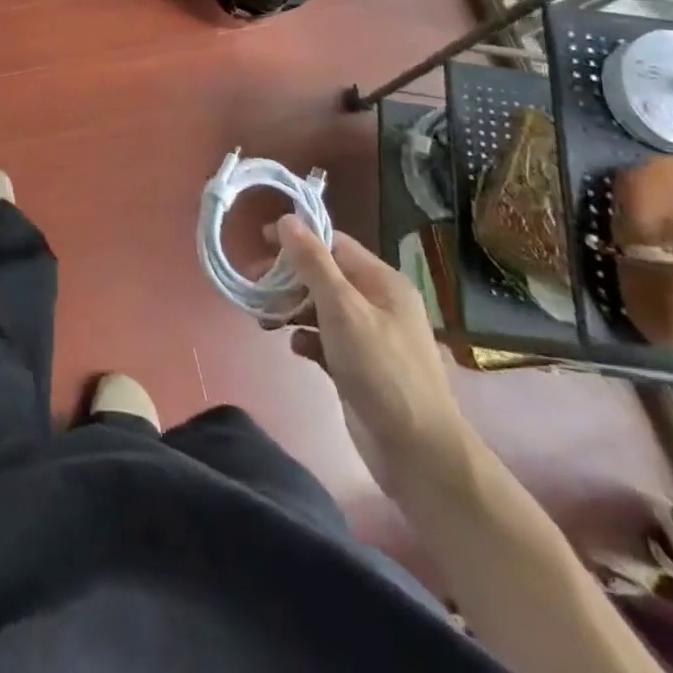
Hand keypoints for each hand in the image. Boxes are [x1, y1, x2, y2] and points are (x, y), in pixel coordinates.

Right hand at [271, 216, 472, 497]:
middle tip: (255, 286)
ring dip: (292, 309)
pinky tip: (295, 347)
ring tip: (265, 319)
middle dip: (289, 278)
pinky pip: (325, 340)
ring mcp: (369, 337)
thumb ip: (313, 263)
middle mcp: (378, 303)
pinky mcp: (358, 367)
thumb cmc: (381, 370)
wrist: (417, 453)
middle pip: (324, 275)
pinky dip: (306, 339)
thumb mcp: (343, 309)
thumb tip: (287, 219)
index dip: (297, 239)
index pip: (334, 243)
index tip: (259, 243)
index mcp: (382, 282)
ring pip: (321, 308)